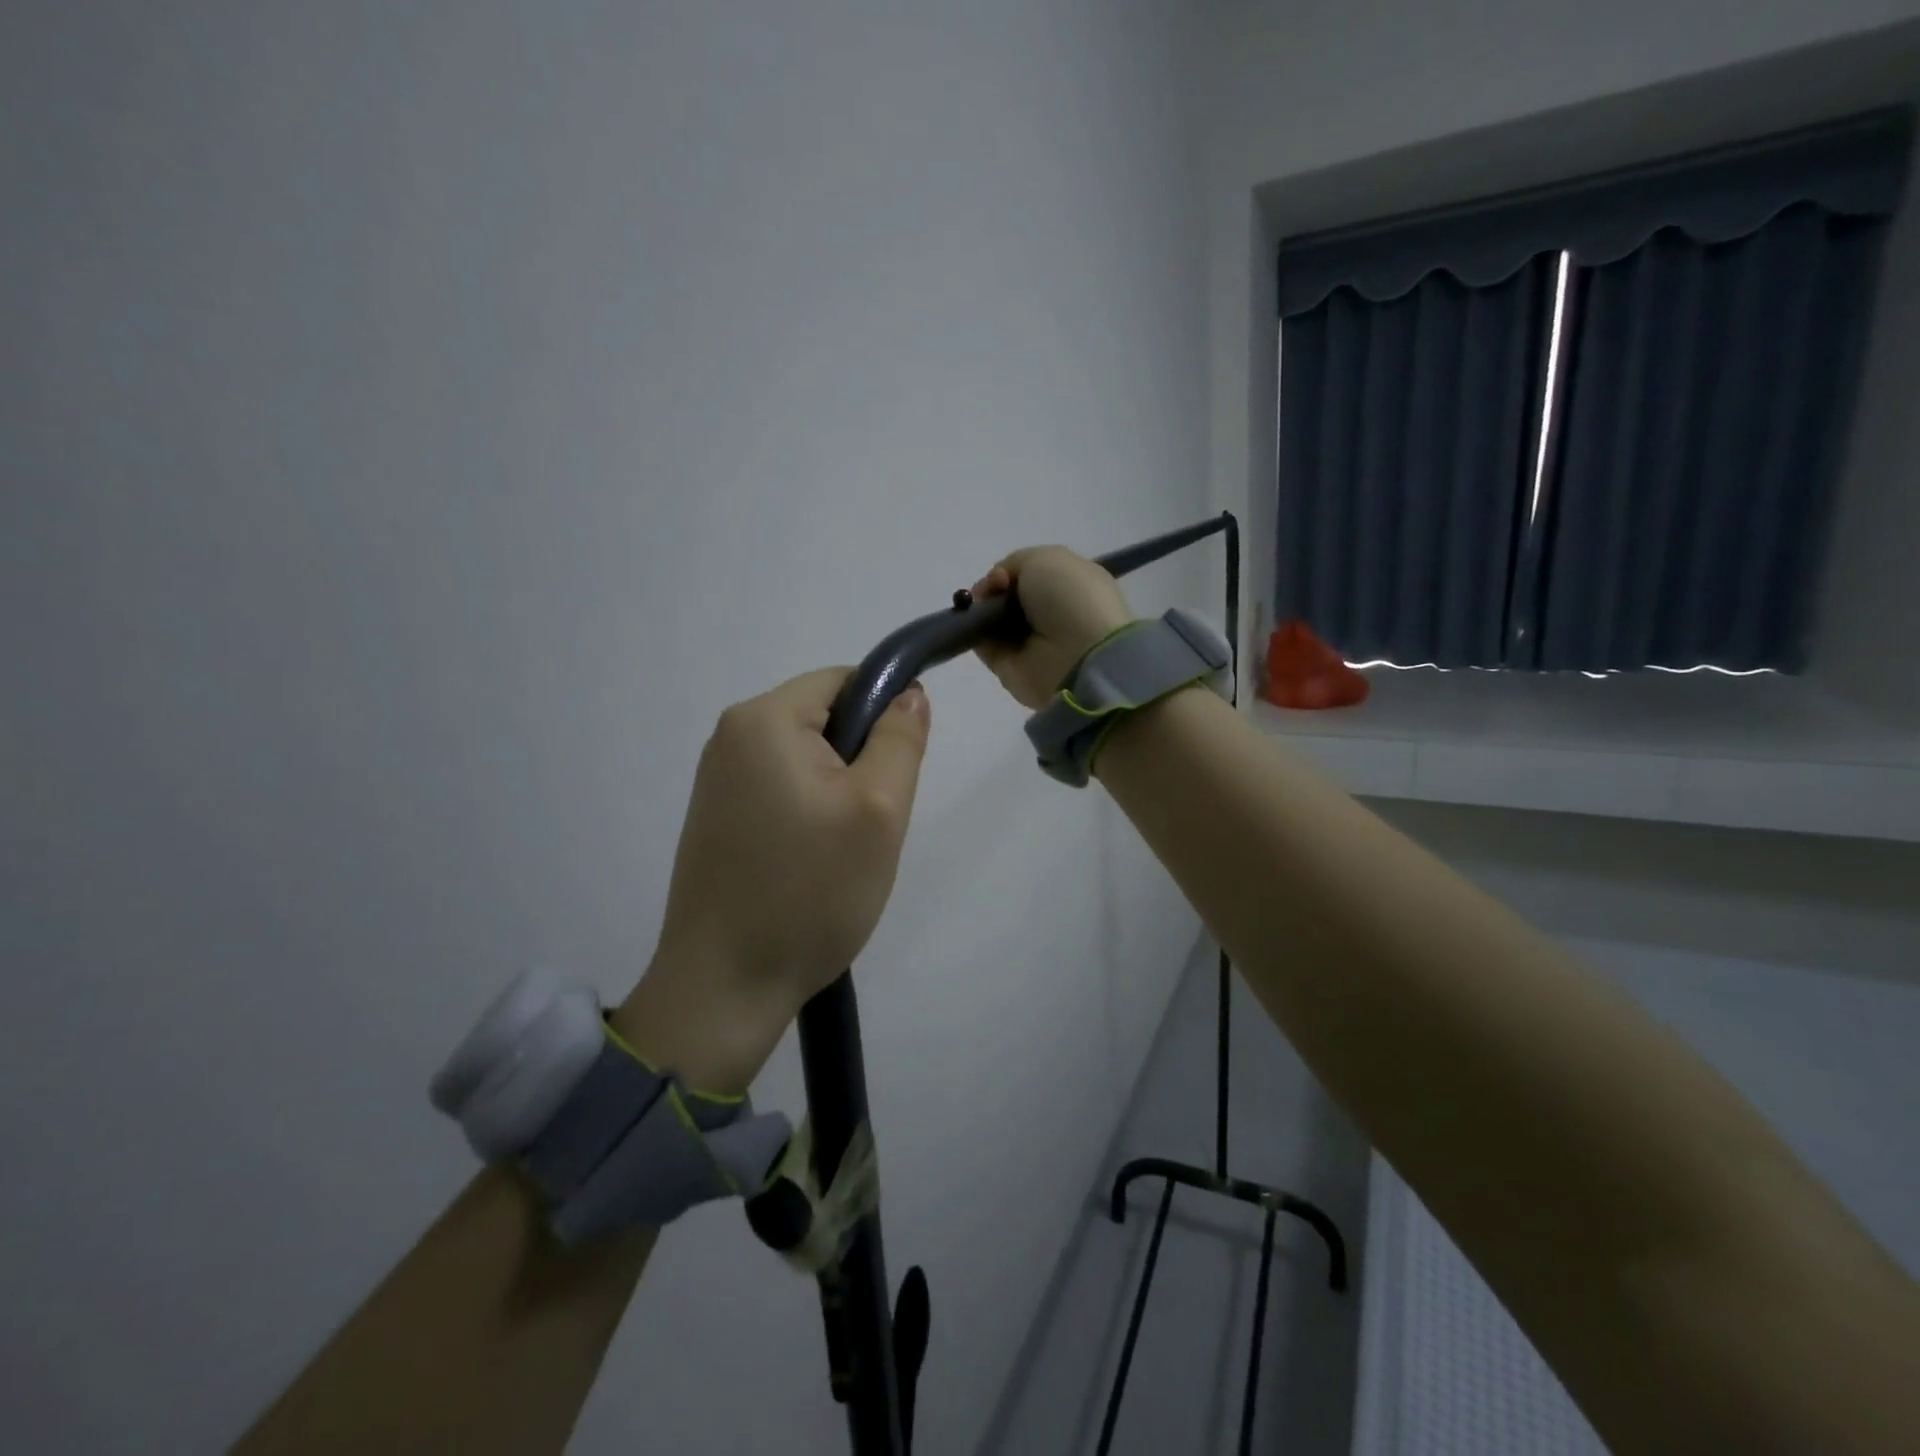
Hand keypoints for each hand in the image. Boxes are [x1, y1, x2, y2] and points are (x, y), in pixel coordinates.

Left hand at [614, 668, 931, 1090]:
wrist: (724, 988)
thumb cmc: (809, 892)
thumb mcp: (879, 810)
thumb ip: (900, 739)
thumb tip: (908, 692)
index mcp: (763, 719)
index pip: (845, 681)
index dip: (884, 718)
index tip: (895, 778)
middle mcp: (730, 736)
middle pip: (824, 719)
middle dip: (861, 762)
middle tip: (870, 827)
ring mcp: (716, 780)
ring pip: (806, 760)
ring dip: (838, 794)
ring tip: (840, 852)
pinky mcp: (716, 818)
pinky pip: (781, 791)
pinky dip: (808, 815)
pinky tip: (811, 865)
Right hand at [971, 546, 1135, 708]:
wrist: (1076, 654)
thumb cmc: (1069, 598)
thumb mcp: (1045, 558)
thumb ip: (1015, 563)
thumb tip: (998, 585)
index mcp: (1070, 585)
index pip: (1032, 574)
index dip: (1011, 570)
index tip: (1003, 575)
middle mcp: (1051, 613)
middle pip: (1009, 596)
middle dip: (993, 588)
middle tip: (992, 590)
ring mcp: (1031, 642)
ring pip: (994, 618)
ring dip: (981, 608)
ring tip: (981, 606)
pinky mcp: (1010, 666)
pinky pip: (985, 644)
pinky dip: (974, 632)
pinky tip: (976, 622)